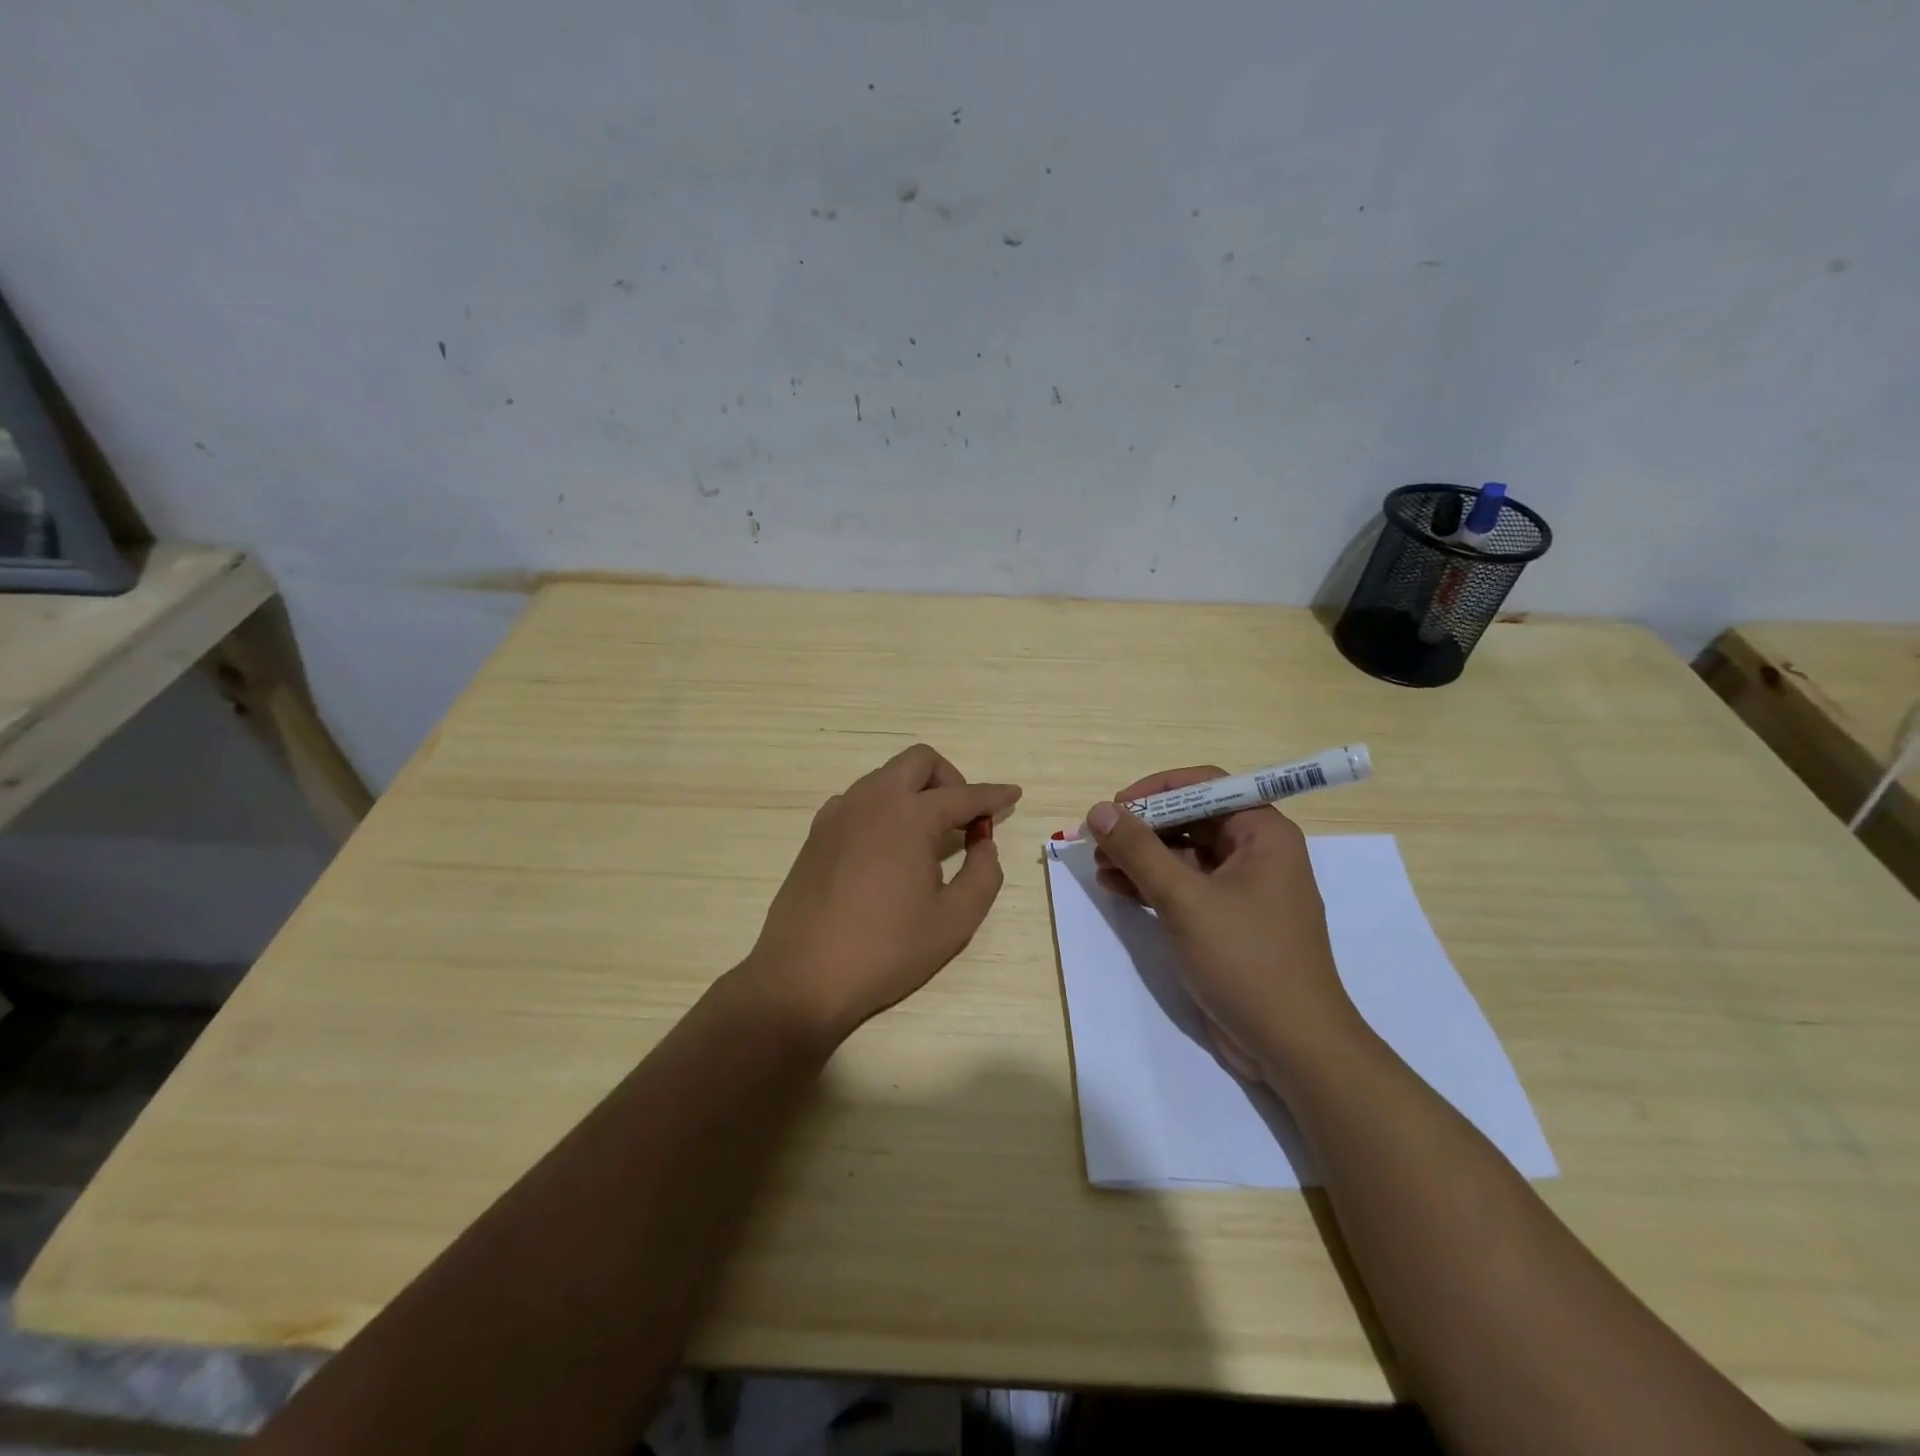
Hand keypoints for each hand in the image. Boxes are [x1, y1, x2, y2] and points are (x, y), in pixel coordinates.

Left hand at [746, 744, 1020, 1044]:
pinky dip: (884, 809)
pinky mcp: (816, 833)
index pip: (963, 795)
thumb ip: (983, 874)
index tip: (1013, 794)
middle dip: (950, 779)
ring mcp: (838, 813)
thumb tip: (983, 844)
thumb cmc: (886, 949)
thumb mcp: (954, 920)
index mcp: (909, 815)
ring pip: (886, 777)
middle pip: (919, 761)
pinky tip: (887, 849)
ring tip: (928, 838)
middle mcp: (872, 800)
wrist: (802, 976)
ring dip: (915, 792)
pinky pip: (859, 800)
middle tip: (964, 818)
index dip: (993, 795)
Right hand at [1086, 767, 1359, 1089]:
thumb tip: (1099, 810)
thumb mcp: (1185, 899)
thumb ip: (1139, 851)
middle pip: (1191, 819)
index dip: (1156, 791)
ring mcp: (1242, 890)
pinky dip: (1151, 885)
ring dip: (1141, 857)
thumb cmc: (1246, 959)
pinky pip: (1185, 887)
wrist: (1292, 1046)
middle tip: (1099, 840)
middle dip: (1143, 828)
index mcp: (1263, 833)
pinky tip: (1115, 888)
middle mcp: (1256, 853)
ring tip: (1099, 866)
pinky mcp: (1227, 921)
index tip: (1115, 808)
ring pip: (1183, 854)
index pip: (1205, 786)